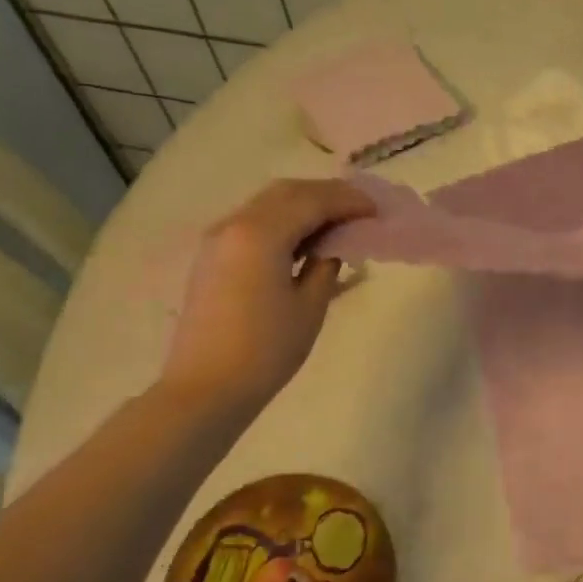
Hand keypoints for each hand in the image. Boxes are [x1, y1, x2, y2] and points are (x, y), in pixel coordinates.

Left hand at [161, 179, 374, 409]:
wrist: (205, 389)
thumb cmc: (265, 351)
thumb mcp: (309, 307)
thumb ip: (325, 266)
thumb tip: (331, 247)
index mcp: (260, 234)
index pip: (312, 200)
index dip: (348, 201)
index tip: (377, 210)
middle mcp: (235, 224)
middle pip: (287, 192)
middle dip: (327, 195)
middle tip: (360, 210)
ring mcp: (218, 239)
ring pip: (268, 203)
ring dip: (304, 205)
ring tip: (337, 223)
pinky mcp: (212, 257)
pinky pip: (253, 222)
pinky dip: (283, 220)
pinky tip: (304, 240)